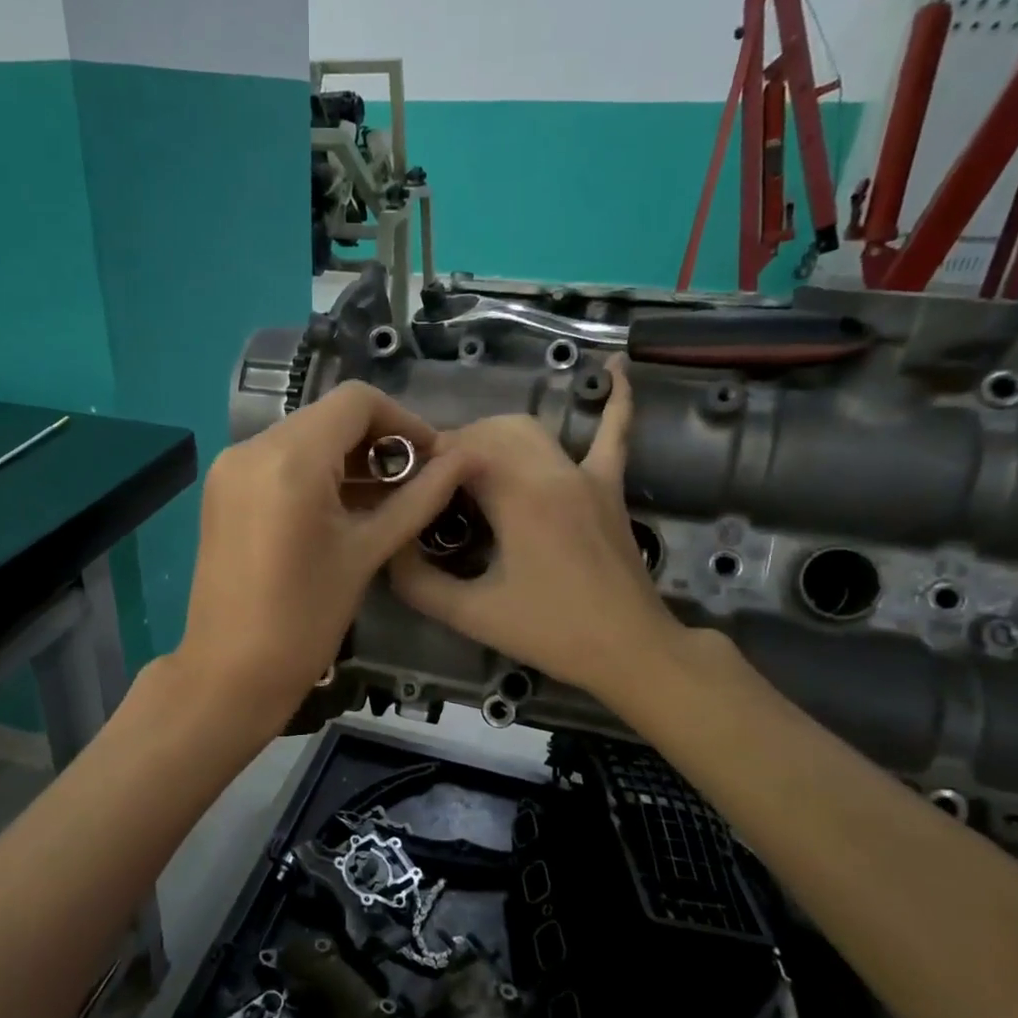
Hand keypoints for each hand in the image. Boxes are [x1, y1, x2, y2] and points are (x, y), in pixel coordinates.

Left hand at [173, 382, 470, 728]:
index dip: (403, 421)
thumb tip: (462, 460)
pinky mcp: (222, 489)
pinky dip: (314, 472)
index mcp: (289, 459)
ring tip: (381, 500)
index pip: (357, 401)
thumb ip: (417, 499)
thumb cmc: (305, 620)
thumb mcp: (367, 554)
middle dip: (376, 441)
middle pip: (328, 416)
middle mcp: (251, 447)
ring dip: (345, 457)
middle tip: (411, 483)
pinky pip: (278, 460)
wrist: (230, 673)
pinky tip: (339, 509)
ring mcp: (230, 467)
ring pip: (303, 436)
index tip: (430, 459)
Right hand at [389, 357, 688, 701]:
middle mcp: (552, 471)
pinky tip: (615, 366)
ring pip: (529, 429)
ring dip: (492, 436)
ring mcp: (586, 475)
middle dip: (452, 451)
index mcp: (519, 496)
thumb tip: (387, 547)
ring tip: (467, 466)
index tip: (406, 492)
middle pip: (489, 434)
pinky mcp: (609, 487)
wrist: (630, 650)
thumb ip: (418, 581)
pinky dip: (614, 401)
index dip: (425, 465)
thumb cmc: (552, 632)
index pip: (459, 453)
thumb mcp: (471, 614)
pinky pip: (613, 435)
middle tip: (432, 488)